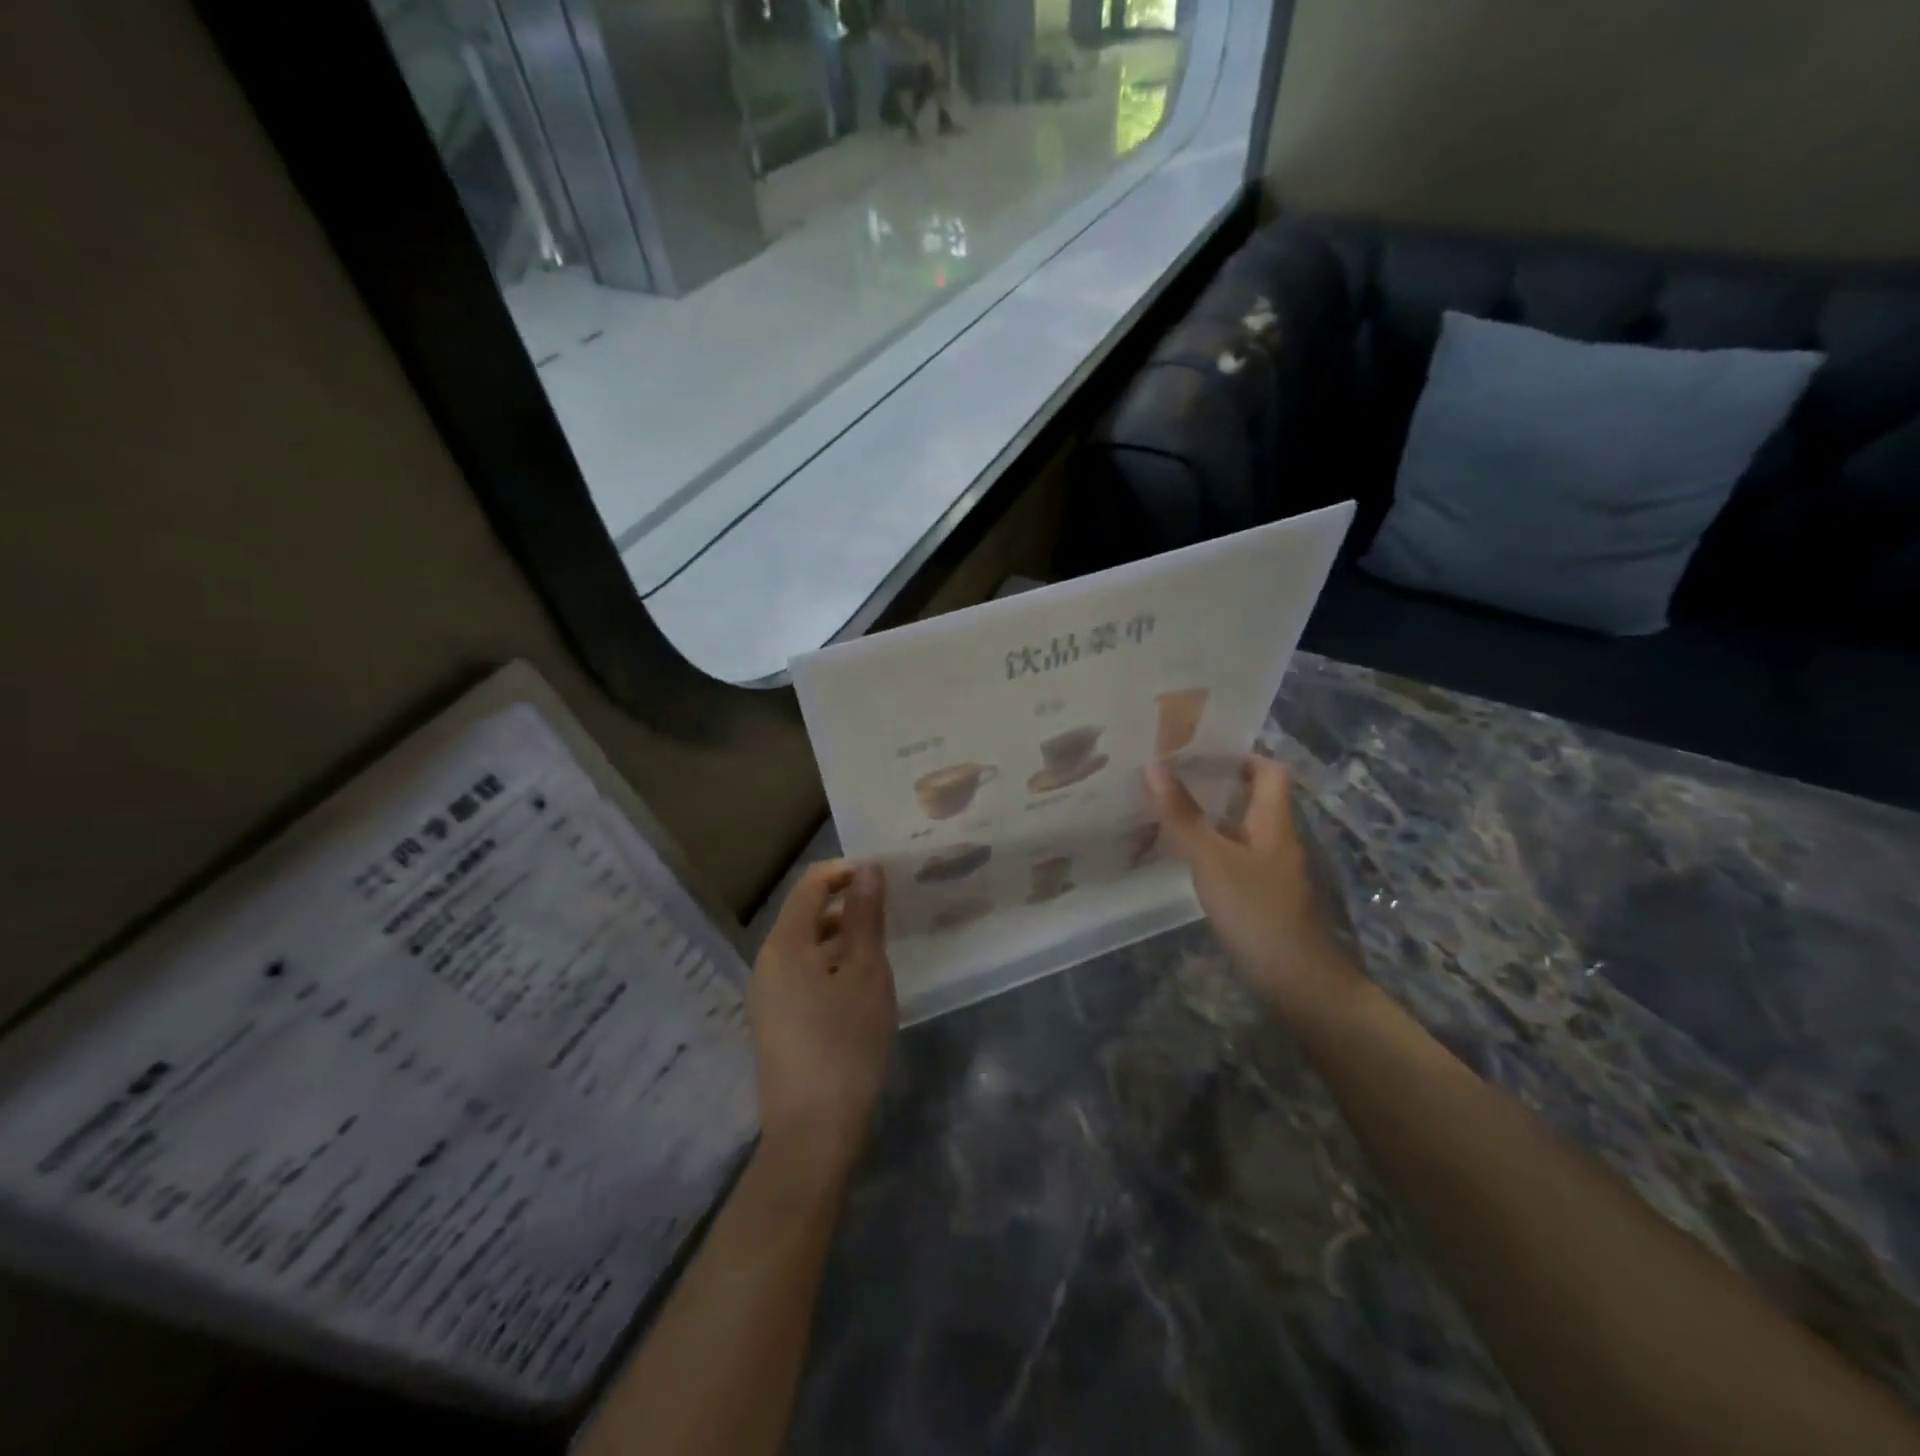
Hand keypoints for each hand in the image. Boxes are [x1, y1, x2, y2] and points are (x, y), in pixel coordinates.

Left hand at [749, 862, 897, 1183]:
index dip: (845, 871)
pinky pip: (803, 972)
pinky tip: (861, 983)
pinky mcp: (776, 1020)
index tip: (884, 876)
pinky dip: (832, 963)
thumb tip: (867, 869)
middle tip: (890, 909)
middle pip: (805, 913)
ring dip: (842, 935)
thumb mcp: (866, 974)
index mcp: (785, 944)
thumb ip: (865, 917)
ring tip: (882, 944)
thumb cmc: (845, 1045)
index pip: (810, 884)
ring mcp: (768, 993)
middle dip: (846, 903)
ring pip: (806, 945)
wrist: (812, 1133)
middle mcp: (767, 961)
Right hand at [1146, 756, 1365, 1024]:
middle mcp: (1275, 839)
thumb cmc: (1258, 911)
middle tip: (1168, 773)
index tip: (1199, 748)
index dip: (1241, 754)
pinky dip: (1207, 846)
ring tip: (1164, 804)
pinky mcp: (1258, 894)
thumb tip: (1154, 765)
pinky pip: (1231, 856)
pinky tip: (1179, 852)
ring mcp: (1268, 869)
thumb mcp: (1213, 860)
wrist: (1297, 980)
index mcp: (1273, 821)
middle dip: (1213, 782)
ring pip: (1237, 828)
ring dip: (1206, 815)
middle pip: (1251, 797)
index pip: (1270, 771)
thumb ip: (1182, 816)